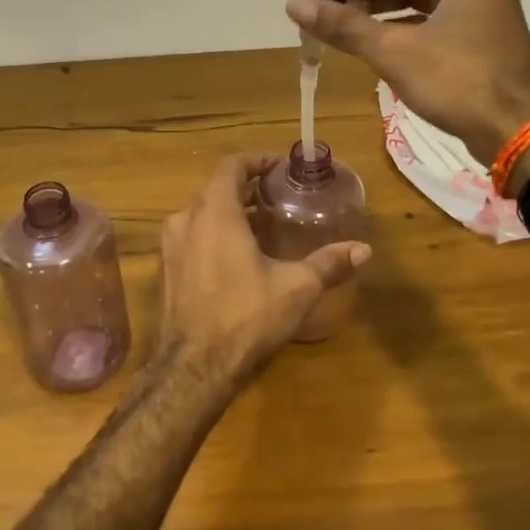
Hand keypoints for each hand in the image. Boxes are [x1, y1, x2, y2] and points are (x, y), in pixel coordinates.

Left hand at [155, 154, 370, 386]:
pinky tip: (239, 258)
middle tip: (279, 197)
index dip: (257, 160)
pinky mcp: (166, 271)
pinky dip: (215, 235)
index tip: (280, 166)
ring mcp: (170, 247)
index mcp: (214, 211)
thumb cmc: (245, 316)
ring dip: (231, 213)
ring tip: (264, 227)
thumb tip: (364, 249)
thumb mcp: (296, 287)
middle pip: (217, 189)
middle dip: (248, 189)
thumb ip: (329, 263)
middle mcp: (185, 220)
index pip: (232, 165)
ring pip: (202, 214)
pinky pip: (192, 237)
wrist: (192, 369)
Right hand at [287, 0, 529, 165]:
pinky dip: (389, 22)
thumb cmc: (459, 82)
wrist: (515, 134)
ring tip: (323, 10)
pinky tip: (355, 32)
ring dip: (369, 2)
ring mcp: (473, 5)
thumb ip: (344, 24)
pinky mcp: (469, 33)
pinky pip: (421, 16)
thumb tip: (293, 4)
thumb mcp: (395, 51)